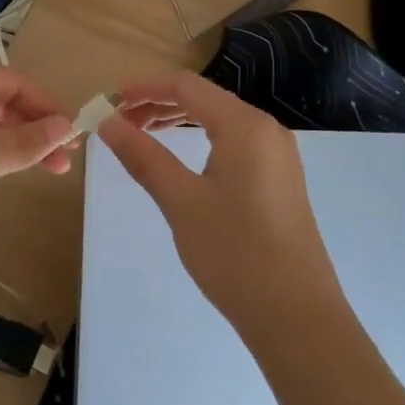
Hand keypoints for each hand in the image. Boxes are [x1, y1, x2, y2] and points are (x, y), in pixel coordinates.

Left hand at [0, 65, 75, 299]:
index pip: (11, 80)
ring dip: (21, 141)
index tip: (76, 132)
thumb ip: (26, 141)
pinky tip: (17, 170)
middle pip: (0, 99)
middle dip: (36, 124)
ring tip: (54, 167)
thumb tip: (67, 124)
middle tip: (69, 155)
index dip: (46, 104)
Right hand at [99, 71, 339, 338]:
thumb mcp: (180, 201)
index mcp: (244, 126)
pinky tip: (182, 160)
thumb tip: (108, 123)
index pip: (187, 86)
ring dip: (179, 121)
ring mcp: (278, 157)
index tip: (110, 100)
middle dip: (159, 104)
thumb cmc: (235, 252)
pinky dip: (201, 140)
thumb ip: (143, 156)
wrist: (297, 317)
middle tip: (120, 122)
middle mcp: (266, 130)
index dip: (145, 87)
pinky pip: (234, 143)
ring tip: (142, 136)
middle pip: (204, 99)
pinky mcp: (280, 181)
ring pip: (219, 121)